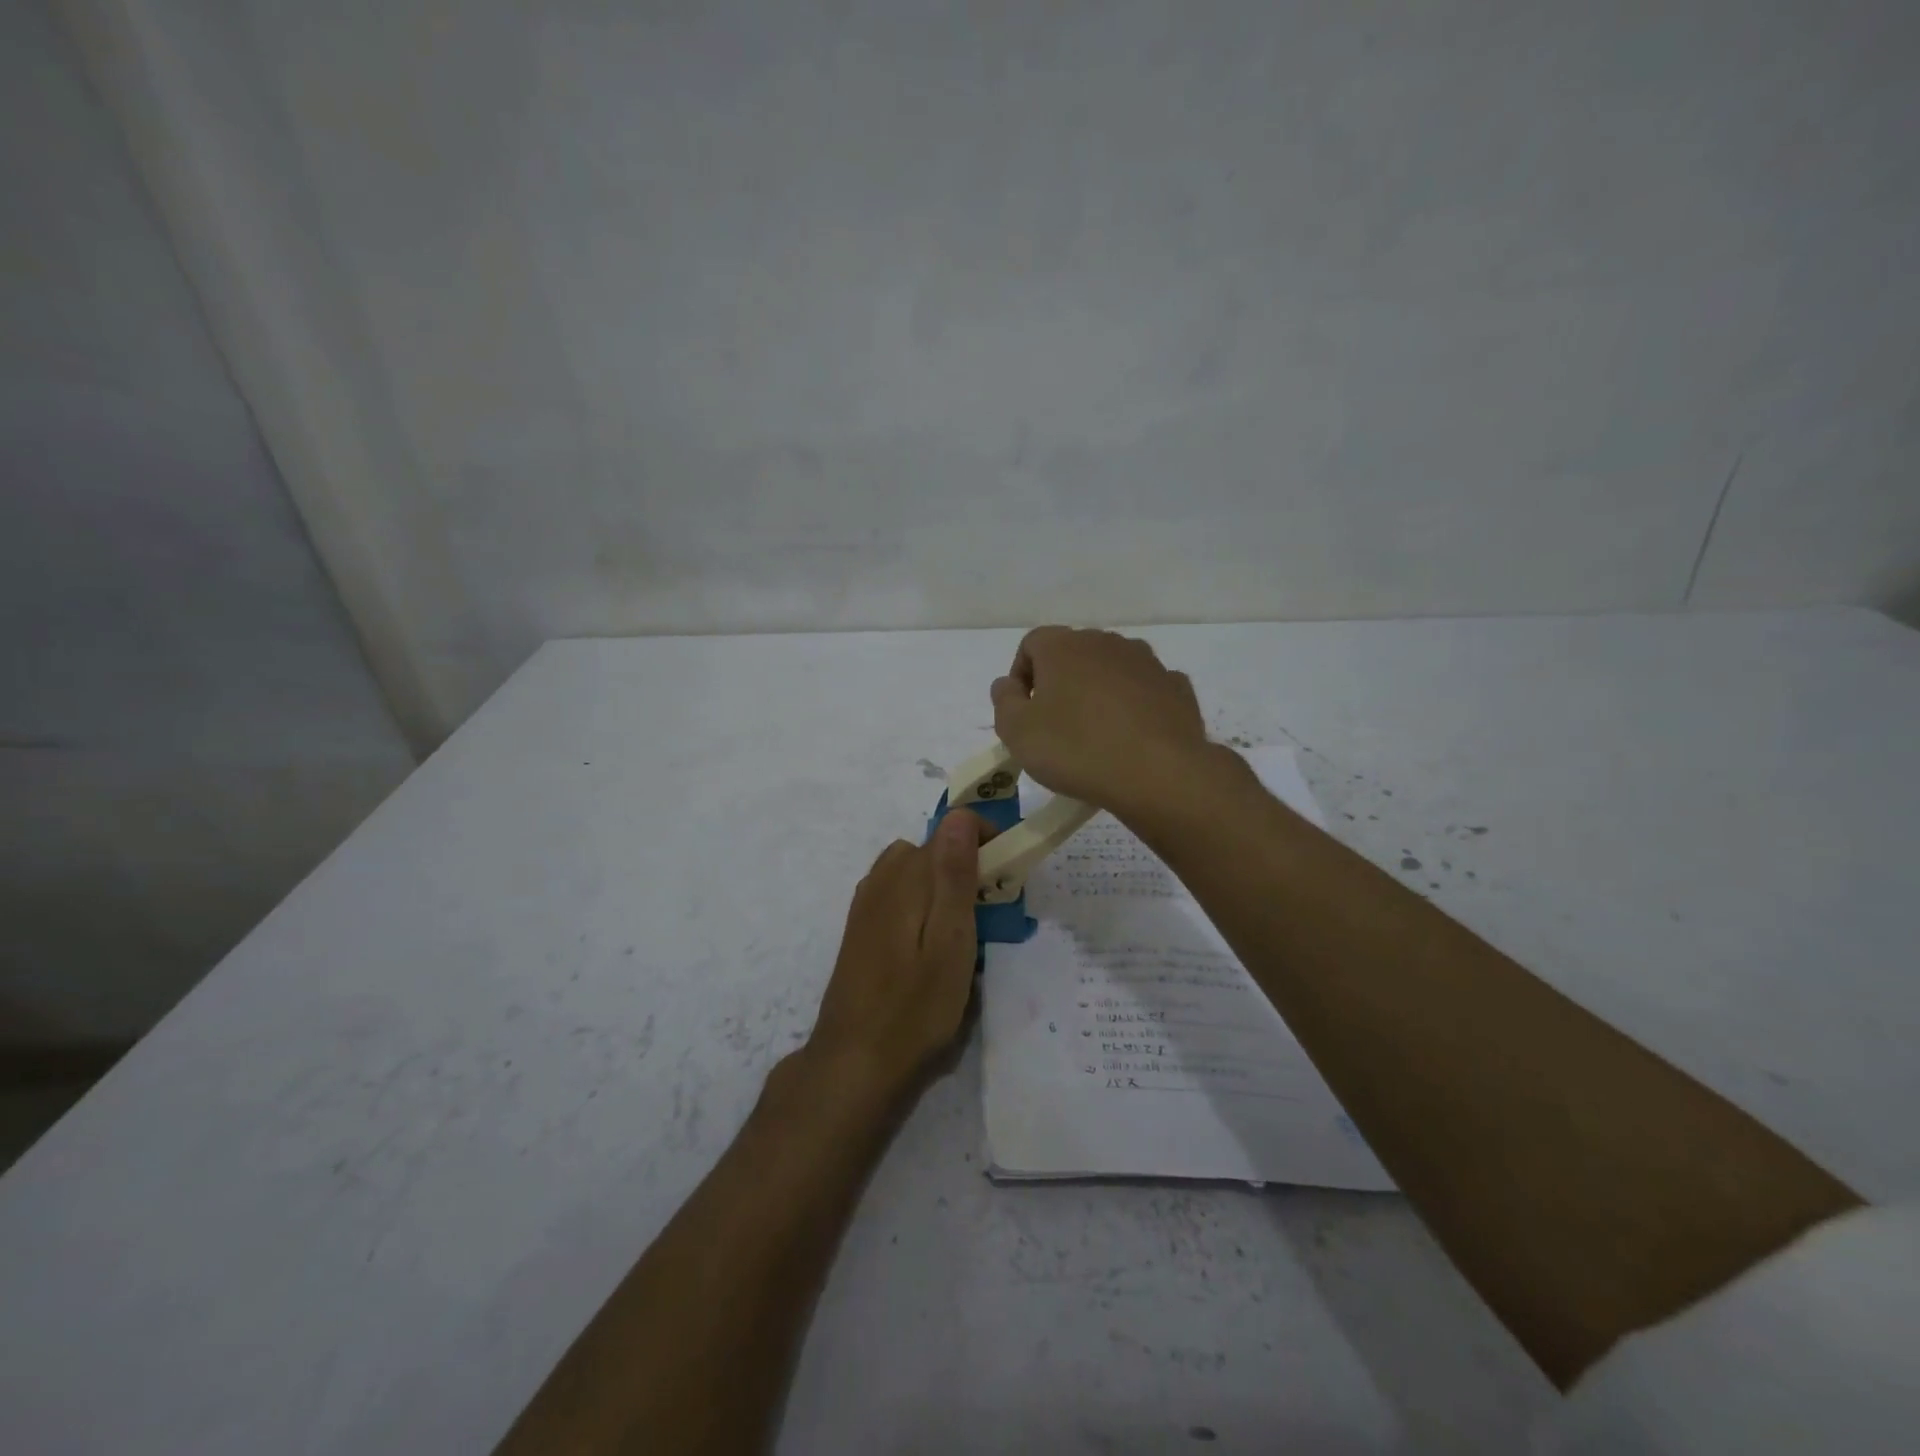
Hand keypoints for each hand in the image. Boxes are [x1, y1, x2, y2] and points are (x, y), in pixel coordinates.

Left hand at [807, 810, 987, 1098]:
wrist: (854, 1061)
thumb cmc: (914, 1006)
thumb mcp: (950, 941)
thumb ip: (954, 875)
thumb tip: (959, 815)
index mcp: (905, 876)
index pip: (950, 829)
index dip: (984, 839)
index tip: (1008, 872)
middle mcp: (881, 879)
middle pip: (931, 850)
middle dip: (965, 865)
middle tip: (991, 910)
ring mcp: (865, 904)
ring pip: (913, 872)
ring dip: (942, 886)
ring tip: (965, 930)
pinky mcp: (860, 929)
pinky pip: (898, 895)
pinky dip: (922, 904)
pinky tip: (930, 946)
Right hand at [990, 626, 1210, 818]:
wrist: (1159, 773)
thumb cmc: (1076, 749)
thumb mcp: (1017, 732)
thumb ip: (1004, 701)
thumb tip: (1008, 684)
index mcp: (1063, 646)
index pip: (1031, 644)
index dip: (1022, 676)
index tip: (1024, 712)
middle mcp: (1106, 642)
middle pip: (1073, 654)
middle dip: (1061, 683)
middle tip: (1056, 726)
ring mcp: (1146, 661)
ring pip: (1112, 669)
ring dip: (1099, 692)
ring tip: (1097, 734)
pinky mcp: (1176, 686)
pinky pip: (1145, 690)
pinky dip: (1135, 706)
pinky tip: (1132, 738)